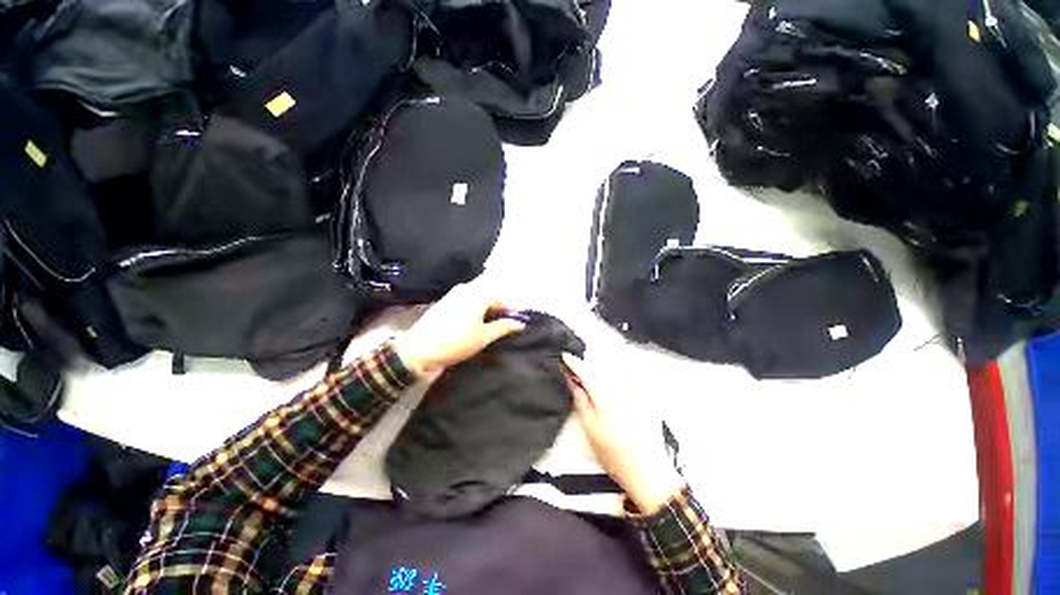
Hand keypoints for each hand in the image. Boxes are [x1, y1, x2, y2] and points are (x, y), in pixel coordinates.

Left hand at [393, 281, 524, 375]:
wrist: (419, 349)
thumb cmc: (455, 343)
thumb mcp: (483, 337)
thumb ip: (503, 327)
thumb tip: (520, 323)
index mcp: (478, 295)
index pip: (502, 297)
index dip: (513, 308)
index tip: (518, 320)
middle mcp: (467, 289)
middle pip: (491, 293)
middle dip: (501, 306)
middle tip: (507, 321)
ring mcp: (455, 293)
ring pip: (480, 295)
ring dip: (490, 306)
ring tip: (494, 321)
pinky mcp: (447, 299)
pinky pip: (469, 298)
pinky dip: (478, 306)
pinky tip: (479, 319)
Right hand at [562, 354, 685, 514]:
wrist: (647, 470)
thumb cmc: (615, 454)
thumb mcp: (590, 429)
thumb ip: (581, 401)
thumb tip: (572, 381)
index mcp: (607, 397)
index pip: (587, 372)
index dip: (574, 363)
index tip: (564, 357)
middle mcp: (622, 390)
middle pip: (599, 370)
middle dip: (585, 367)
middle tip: (572, 370)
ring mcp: (633, 393)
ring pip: (610, 374)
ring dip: (597, 373)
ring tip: (586, 382)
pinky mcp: (641, 397)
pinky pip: (620, 382)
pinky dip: (609, 381)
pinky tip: (603, 391)